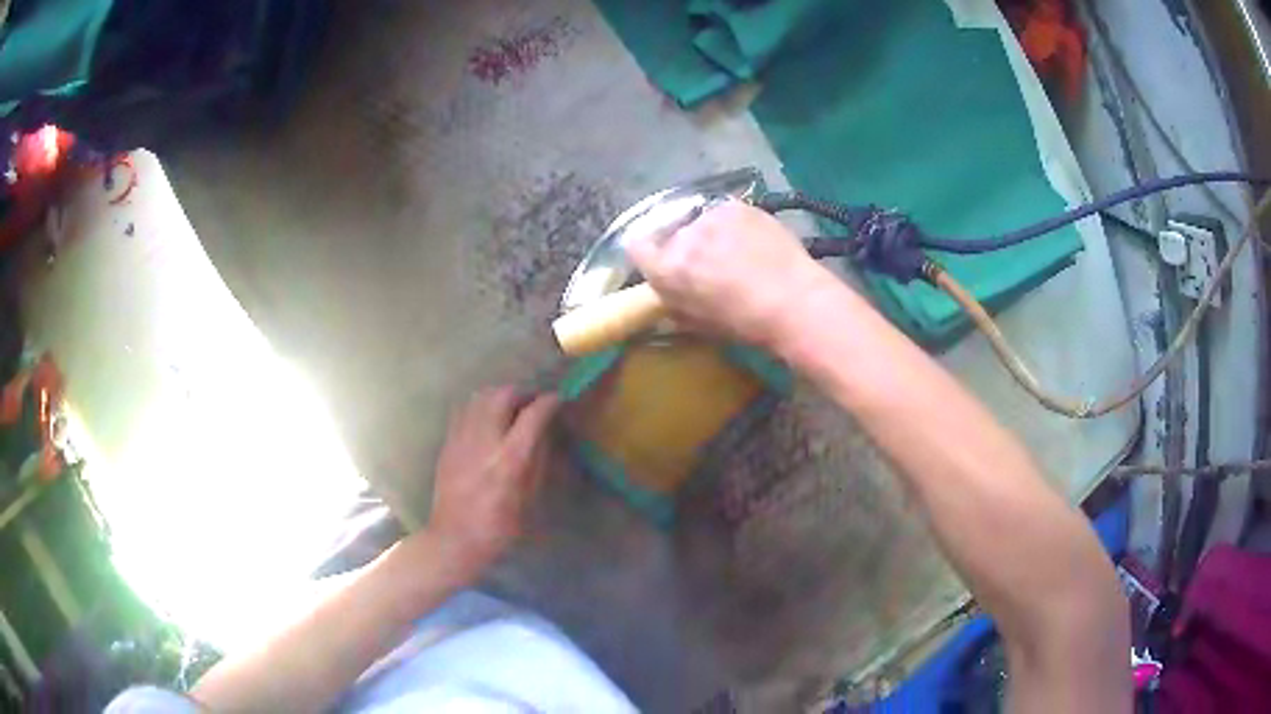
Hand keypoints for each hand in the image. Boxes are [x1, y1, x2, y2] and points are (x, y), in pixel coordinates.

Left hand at [426, 386, 559, 575]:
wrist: (455, 538)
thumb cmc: (500, 527)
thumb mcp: (530, 499)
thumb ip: (538, 461)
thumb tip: (545, 433)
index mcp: (509, 460)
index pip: (533, 415)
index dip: (550, 402)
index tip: (559, 400)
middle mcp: (485, 442)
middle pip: (503, 395)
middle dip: (523, 393)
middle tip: (533, 403)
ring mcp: (462, 439)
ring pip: (481, 396)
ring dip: (501, 395)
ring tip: (511, 407)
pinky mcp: (448, 442)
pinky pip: (465, 409)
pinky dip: (481, 405)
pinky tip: (488, 418)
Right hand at [626, 201, 838, 348]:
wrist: (793, 302)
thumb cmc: (745, 324)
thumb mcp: (699, 325)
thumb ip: (674, 305)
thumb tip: (666, 295)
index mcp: (667, 271)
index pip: (637, 248)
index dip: (649, 253)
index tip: (663, 261)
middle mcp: (681, 237)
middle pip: (672, 234)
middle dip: (685, 246)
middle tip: (710, 263)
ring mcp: (710, 217)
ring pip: (700, 222)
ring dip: (710, 233)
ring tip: (737, 251)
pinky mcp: (736, 206)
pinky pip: (725, 213)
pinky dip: (734, 224)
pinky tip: (753, 240)